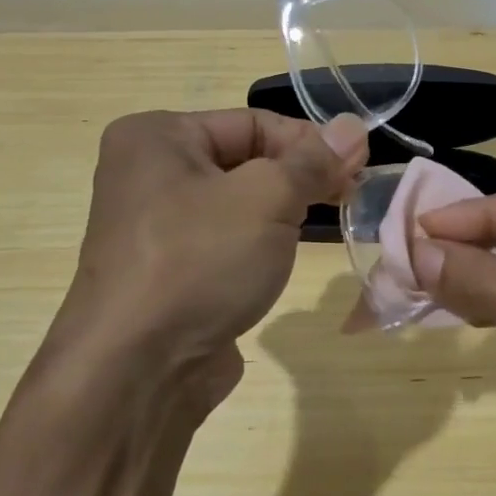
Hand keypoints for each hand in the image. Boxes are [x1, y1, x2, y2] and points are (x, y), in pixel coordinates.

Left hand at [56, 108, 368, 418]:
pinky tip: (280, 260)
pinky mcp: (167, 272)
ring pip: (238, 203)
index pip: (253, 122)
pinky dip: (257, 244)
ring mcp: (154, 227)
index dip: (311, 141)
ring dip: (282, 211)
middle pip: (245, 160)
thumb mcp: (267, 199)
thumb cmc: (199, 262)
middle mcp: (147, 174)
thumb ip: (313, 161)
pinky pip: (223, 241)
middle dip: (299, 177)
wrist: (136, 372)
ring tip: (321, 224)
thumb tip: (353, 127)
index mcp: (156, 138)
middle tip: (349, 195)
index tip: (359, 166)